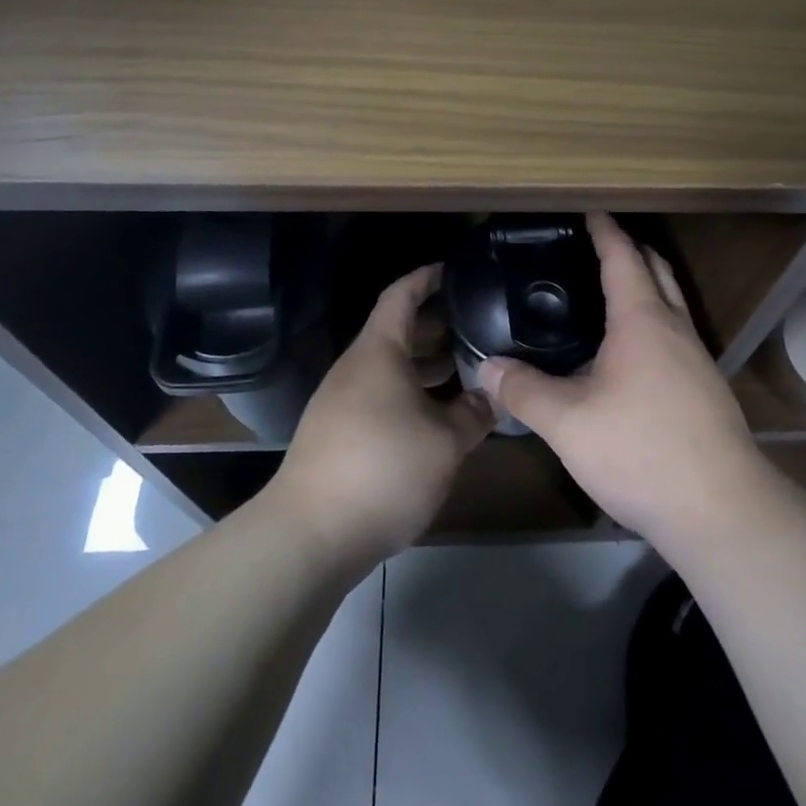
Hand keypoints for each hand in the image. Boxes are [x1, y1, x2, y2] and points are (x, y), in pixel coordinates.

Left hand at [269, 264, 493, 565]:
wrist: (310, 535)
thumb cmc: (383, 469)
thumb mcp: (445, 441)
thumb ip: (475, 413)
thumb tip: (495, 395)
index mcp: (378, 352)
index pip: (401, 295)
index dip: (427, 277)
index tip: (455, 270)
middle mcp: (356, 368)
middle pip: (398, 331)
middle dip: (438, 325)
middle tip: (479, 325)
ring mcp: (342, 401)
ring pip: (391, 367)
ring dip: (427, 364)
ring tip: (468, 368)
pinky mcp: (338, 433)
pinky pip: (382, 395)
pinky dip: (412, 392)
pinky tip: (438, 414)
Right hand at [478, 214, 774, 548]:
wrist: (721, 510)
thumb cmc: (642, 451)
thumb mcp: (568, 423)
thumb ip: (524, 391)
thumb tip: (485, 368)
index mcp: (643, 320)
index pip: (623, 257)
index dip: (604, 230)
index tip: (589, 210)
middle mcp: (675, 328)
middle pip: (656, 269)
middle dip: (629, 249)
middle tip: (594, 245)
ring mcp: (696, 358)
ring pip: (670, 302)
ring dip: (644, 284)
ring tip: (604, 292)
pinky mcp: (704, 388)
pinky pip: (674, 333)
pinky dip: (651, 320)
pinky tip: (626, 351)